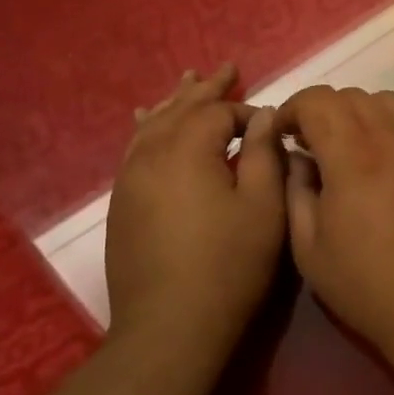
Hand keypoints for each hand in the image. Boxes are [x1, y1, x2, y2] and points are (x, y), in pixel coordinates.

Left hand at [105, 64, 285, 337]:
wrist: (169, 327)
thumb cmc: (228, 265)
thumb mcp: (264, 208)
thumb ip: (266, 154)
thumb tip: (264, 115)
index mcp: (188, 150)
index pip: (219, 112)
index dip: (248, 114)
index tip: (271, 130)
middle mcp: (151, 154)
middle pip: (180, 109)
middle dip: (206, 89)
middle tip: (226, 68)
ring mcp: (129, 179)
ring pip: (152, 124)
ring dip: (174, 102)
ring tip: (187, 80)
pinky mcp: (122, 203)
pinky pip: (134, 148)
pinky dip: (147, 127)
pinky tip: (145, 121)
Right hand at [276, 86, 393, 371]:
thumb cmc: (367, 285)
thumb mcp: (310, 248)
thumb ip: (296, 191)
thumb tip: (297, 158)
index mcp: (353, 157)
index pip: (318, 101)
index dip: (292, 109)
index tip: (281, 135)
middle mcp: (390, 139)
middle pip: (349, 96)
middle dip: (319, 110)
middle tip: (306, 143)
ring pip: (382, 101)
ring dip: (354, 112)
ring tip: (342, 145)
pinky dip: (384, 121)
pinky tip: (376, 155)